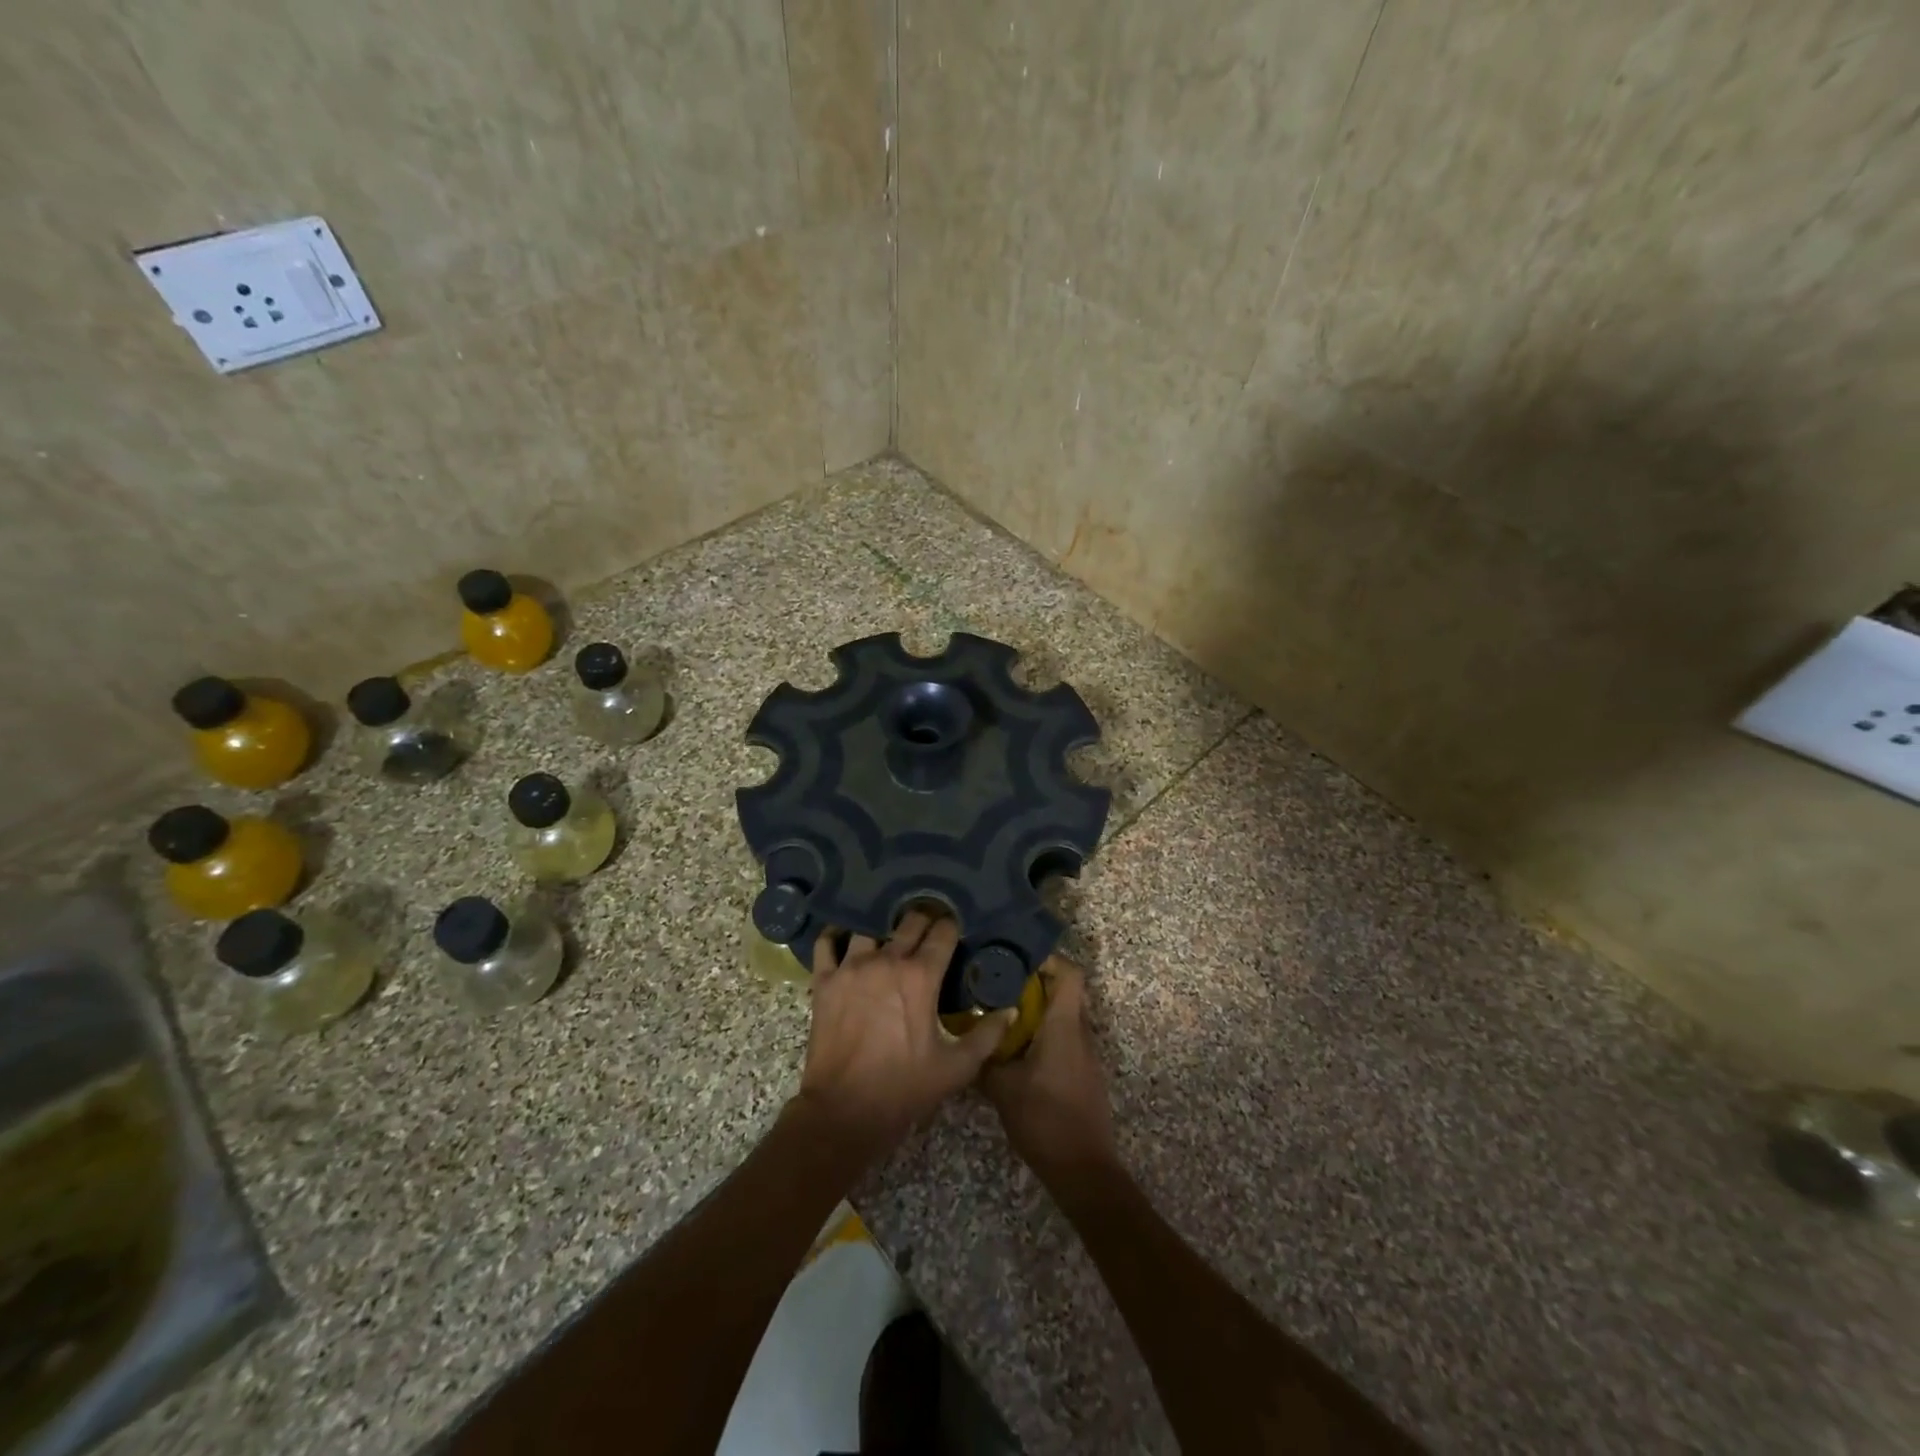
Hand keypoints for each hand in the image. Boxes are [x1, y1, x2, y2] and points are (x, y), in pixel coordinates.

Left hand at [795, 911, 1012, 1156]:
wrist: (844, 1111)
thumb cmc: (903, 1088)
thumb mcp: (956, 1068)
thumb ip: (987, 1035)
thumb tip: (1010, 1010)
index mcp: (921, 976)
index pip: (943, 932)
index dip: (953, 927)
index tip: (956, 930)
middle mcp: (886, 960)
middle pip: (910, 921)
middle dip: (924, 919)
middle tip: (930, 928)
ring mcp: (851, 966)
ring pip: (870, 927)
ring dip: (883, 928)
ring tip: (889, 936)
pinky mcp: (824, 979)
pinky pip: (827, 943)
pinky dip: (835, 936)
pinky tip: (844, 939)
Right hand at [981, 957, 1116, 1177]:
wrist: (1083, 1169)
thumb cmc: (1044, 1119)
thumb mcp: (1002, 1088)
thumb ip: (984, 1058)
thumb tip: (965, 1038)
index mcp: (1064, 1026)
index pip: (1070, 973)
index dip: (1047, 959)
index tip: (1016, 961)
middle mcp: (1080, 1032)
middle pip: (1065, 991)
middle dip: (1035, 983)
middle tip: (1000, 984)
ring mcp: (1085, 1053)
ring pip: (1064, 1015)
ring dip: (1038, 1009)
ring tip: (1002, 1013)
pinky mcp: (1083, 1072)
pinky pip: (1065, 1037)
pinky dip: (1044, 1032)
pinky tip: (1016, 1048)